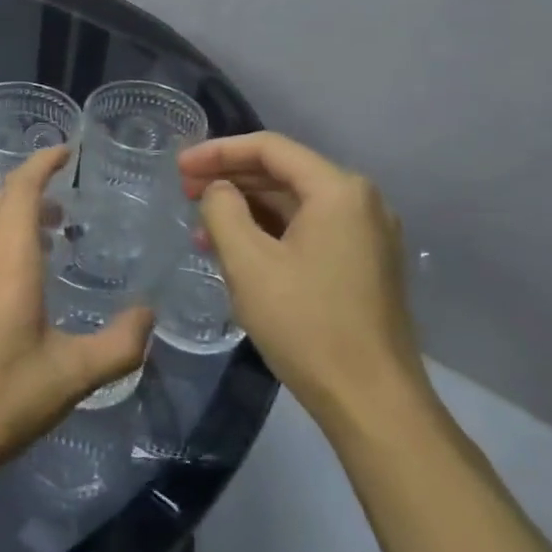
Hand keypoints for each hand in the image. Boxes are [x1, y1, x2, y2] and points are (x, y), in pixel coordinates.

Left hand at [0, 148, 152, 472]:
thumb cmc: (2, 398)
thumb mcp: (72, 377)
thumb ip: (119, 344)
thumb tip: (148, 316)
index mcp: (7, 263)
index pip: (20, 190)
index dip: (42, 163)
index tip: (66, 152)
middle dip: (29, 188)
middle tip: (64, 207)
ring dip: (9, 212)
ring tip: (43, 238)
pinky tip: (10, 274)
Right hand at [178, 132, 422, 426]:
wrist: (372, 403)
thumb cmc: (306, 324)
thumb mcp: (248, 263)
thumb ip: (222, 211)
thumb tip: (218, 190)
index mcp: (338, 190)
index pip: (269, 148)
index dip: (217, 151)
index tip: (179, 167)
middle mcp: (360, 202)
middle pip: (283, 172)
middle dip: (230, 178)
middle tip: (184, 191)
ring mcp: (366, 235)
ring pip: (294, 204)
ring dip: (246, 209)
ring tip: (200, 225)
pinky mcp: (363, 264)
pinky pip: (308, 231)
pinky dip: (269, 232)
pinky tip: (234, 250)